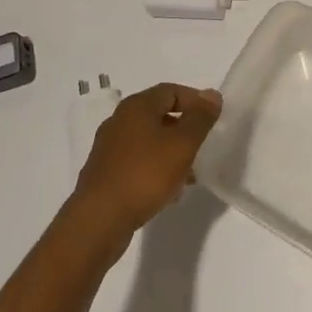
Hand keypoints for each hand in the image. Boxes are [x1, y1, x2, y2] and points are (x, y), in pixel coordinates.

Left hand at [71, 83, 222, 238]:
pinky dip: (155, 169)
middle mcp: (119, 120)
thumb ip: (200, 118)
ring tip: (190, 174)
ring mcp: (109, 148)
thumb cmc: (144, 175)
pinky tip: (168, 191)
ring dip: (171, 152)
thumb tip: (212, 95)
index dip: (195, 101)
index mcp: (136, 106)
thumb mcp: (182, 144)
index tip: (213, 118)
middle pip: (159, 115)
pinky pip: (137, 162)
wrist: (99, 220)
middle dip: (184, 129)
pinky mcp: (105, 173)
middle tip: (203, 146)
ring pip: (149, 141)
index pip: (171, 91)